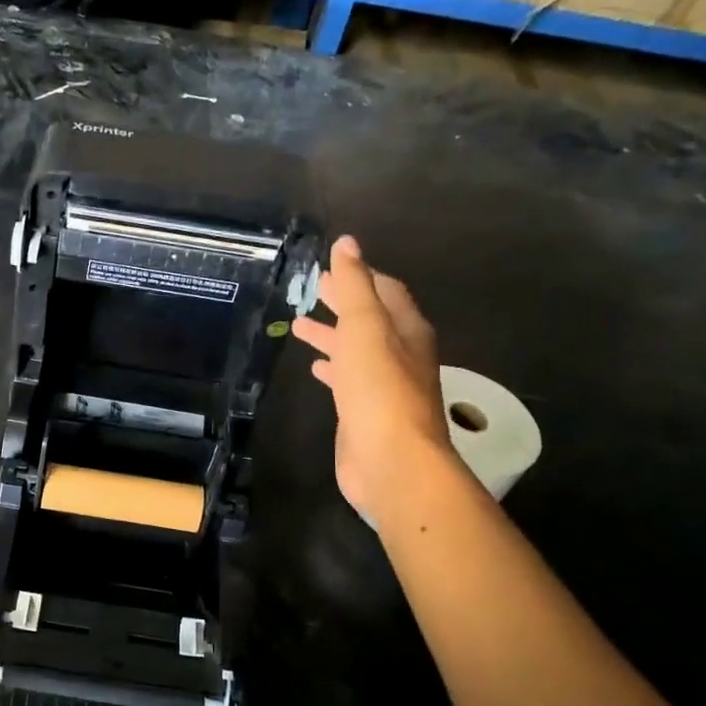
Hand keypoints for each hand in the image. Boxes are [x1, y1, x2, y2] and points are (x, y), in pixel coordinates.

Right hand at [291, 235, 450, 521]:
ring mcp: (384, 386)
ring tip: (299, 325)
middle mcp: (400, 354)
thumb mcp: (365, 328)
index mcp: (406, 330)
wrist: (391, 462)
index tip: (333, 265)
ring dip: (332, 335)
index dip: (360, 275)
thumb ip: (354, 285)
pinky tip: (315, 369)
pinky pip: (348, 381)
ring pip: (356, 350)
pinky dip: (332, 368)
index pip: (385, 291)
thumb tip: (346, 243)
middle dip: (343, 302)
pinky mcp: (366, 413)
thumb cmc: (379, 389)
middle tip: (312, 288)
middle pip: (370, 319)